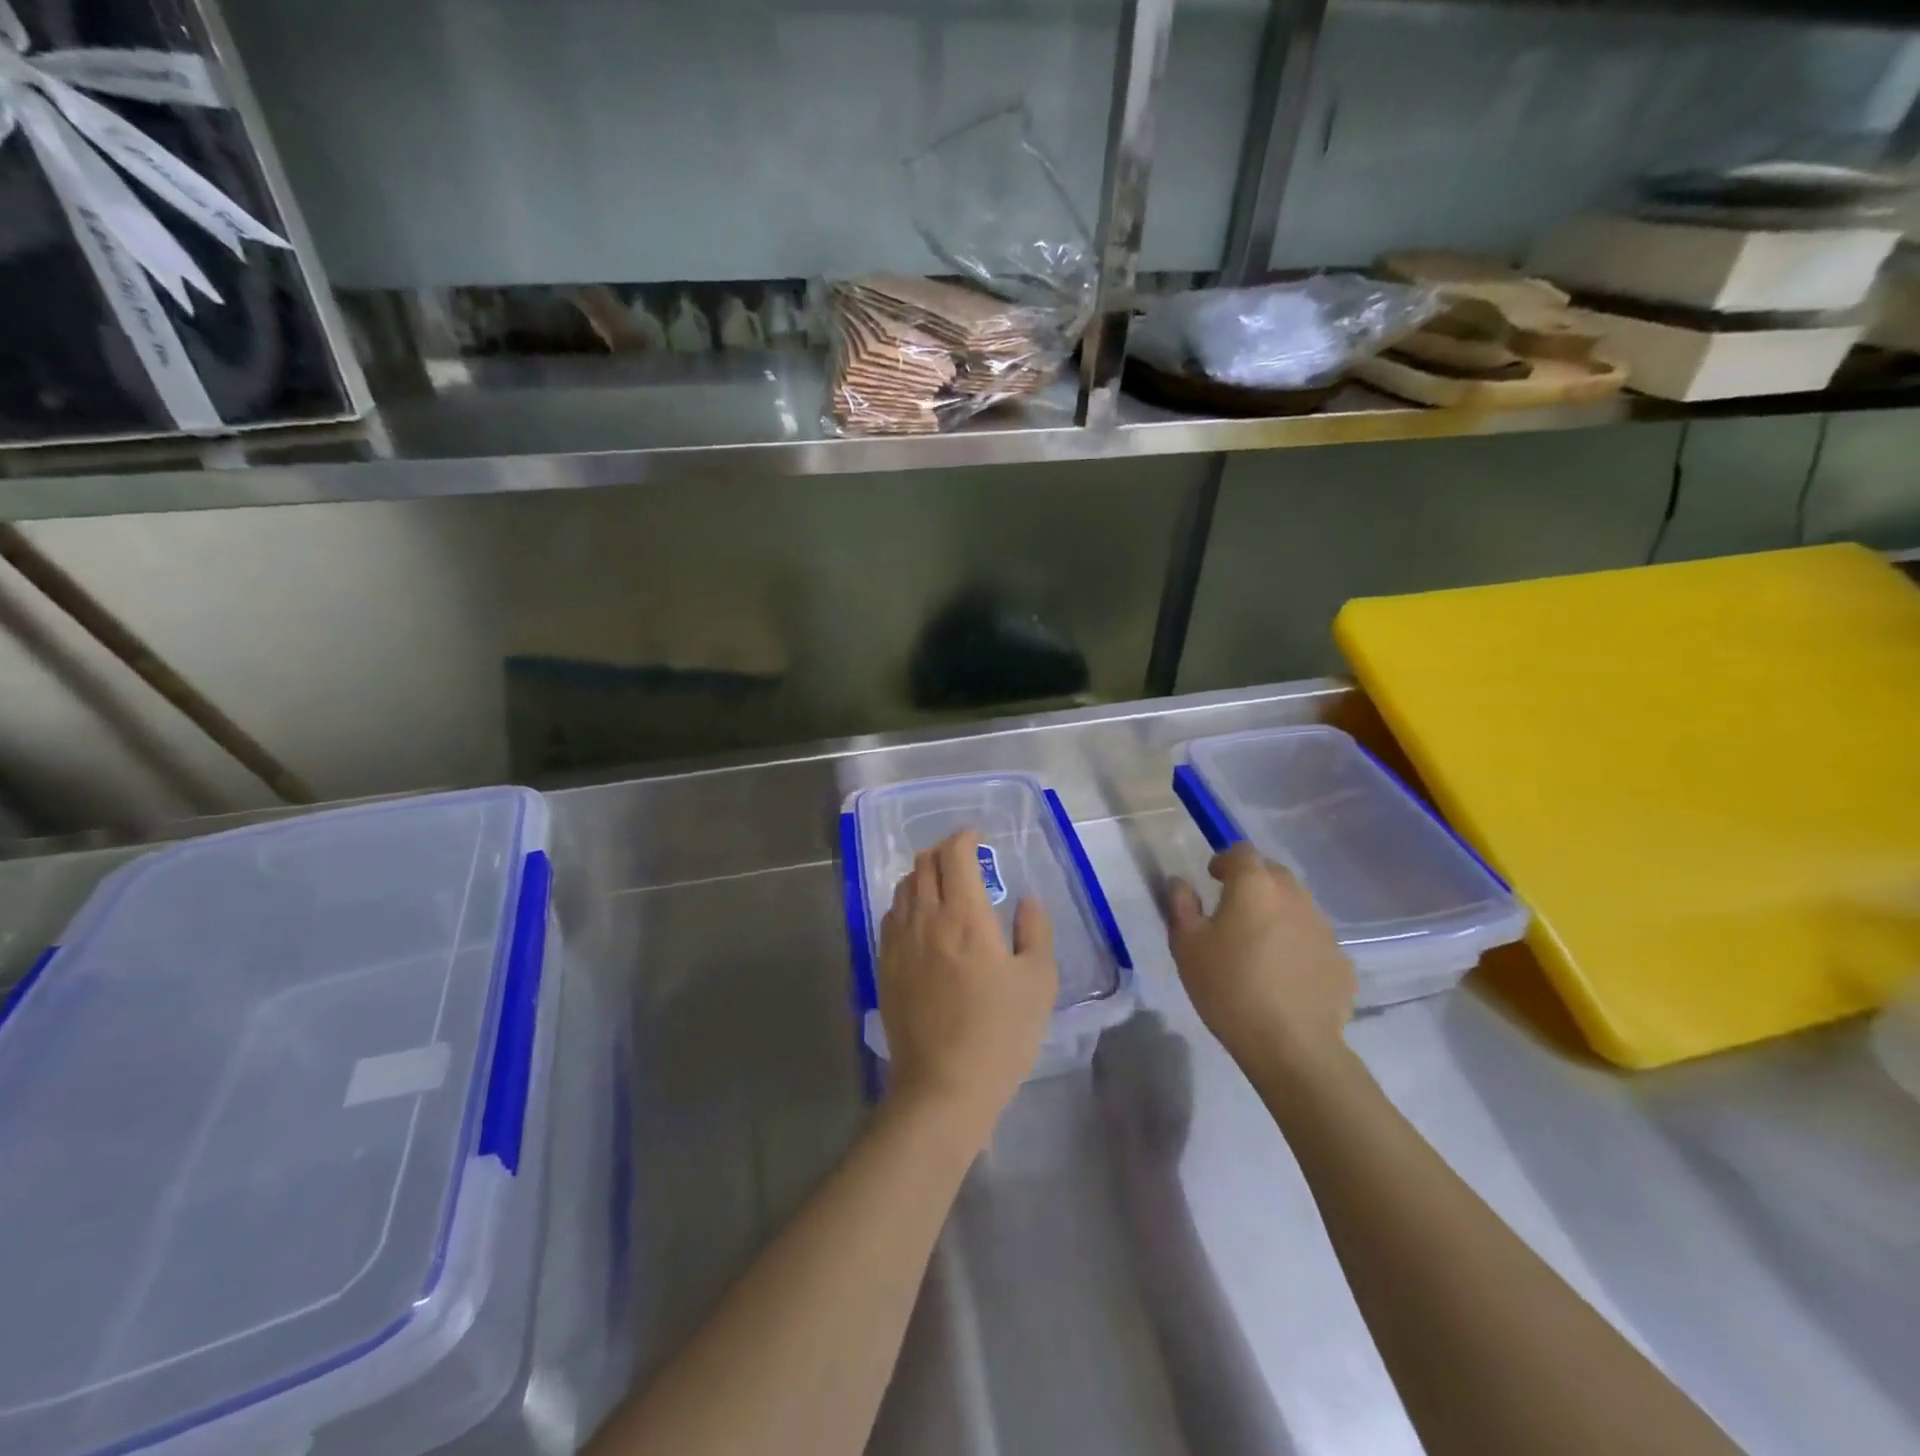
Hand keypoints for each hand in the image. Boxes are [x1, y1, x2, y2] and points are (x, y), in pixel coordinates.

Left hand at [878, 829, 1058, 1139]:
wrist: (944, 1085)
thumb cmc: (1000, 1034)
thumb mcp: (1038, 981)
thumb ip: (1035, 931)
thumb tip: (1026, 900)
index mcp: (966, 917)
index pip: (955, 855)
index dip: (964, 838)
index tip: (977, 838)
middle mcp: (926, 919)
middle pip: (924, 864)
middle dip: (943, 851)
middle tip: (962, 858)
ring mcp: (899, 942)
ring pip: (904, 887)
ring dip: (922, 874)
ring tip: (941, 884)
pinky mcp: (885, 965)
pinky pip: (890, 916)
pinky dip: (906, 903)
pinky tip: (920, 919)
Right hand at [1167, 843, 1354, 1080]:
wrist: (1291, 1046)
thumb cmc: (1229, 987)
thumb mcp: (1186, 946)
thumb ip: (1181, 905)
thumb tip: (1180, 882)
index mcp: (1255, 885)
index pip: (1242, 852)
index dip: (1225, 860)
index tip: (1212, 878)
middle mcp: (1295, 896)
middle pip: (1274, 874)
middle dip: (1253, 882)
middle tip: (1233, 908)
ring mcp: (1324, 928)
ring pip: (1297, 905)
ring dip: (1277, 912)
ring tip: (1259, 942)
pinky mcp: (1341, 960)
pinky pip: (1313, 939)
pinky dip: (1297, 944)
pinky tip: (1285, 973)